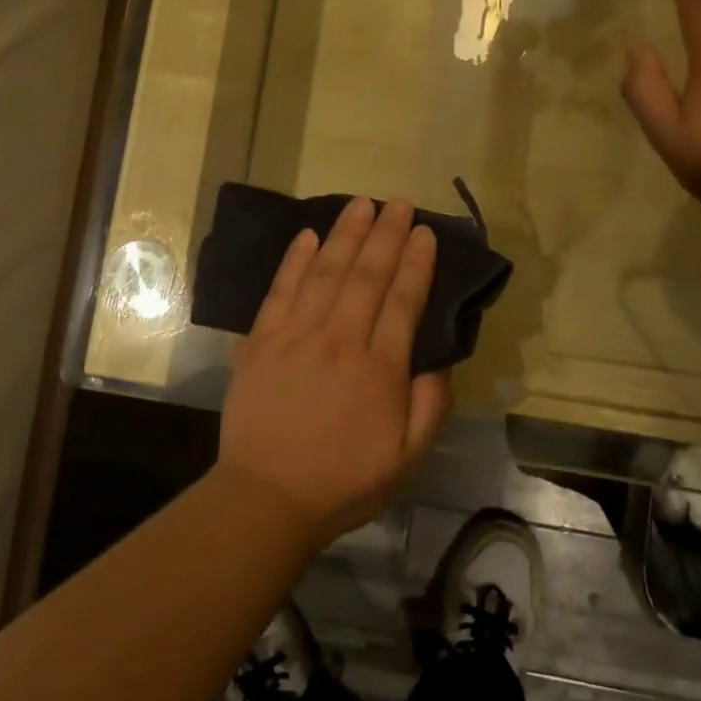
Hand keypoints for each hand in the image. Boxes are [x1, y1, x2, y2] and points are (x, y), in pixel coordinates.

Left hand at [216, 196, 453, 547]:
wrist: (267, 496)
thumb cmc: (342, 481)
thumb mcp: (406, 460)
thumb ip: (430, 407)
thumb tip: (439, 362)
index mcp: (378, 368)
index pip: (403, 301)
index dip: (416, 263)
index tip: (425, 233)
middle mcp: (339, 340)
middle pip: (366, 276)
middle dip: (386, 235)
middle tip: (399, 204)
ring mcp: (295, 335)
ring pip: (325, 273)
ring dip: (345, 235)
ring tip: (361, 204)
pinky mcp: (261, 340)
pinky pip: (281, 290)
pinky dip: (295, 260)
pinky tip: (308, 235)